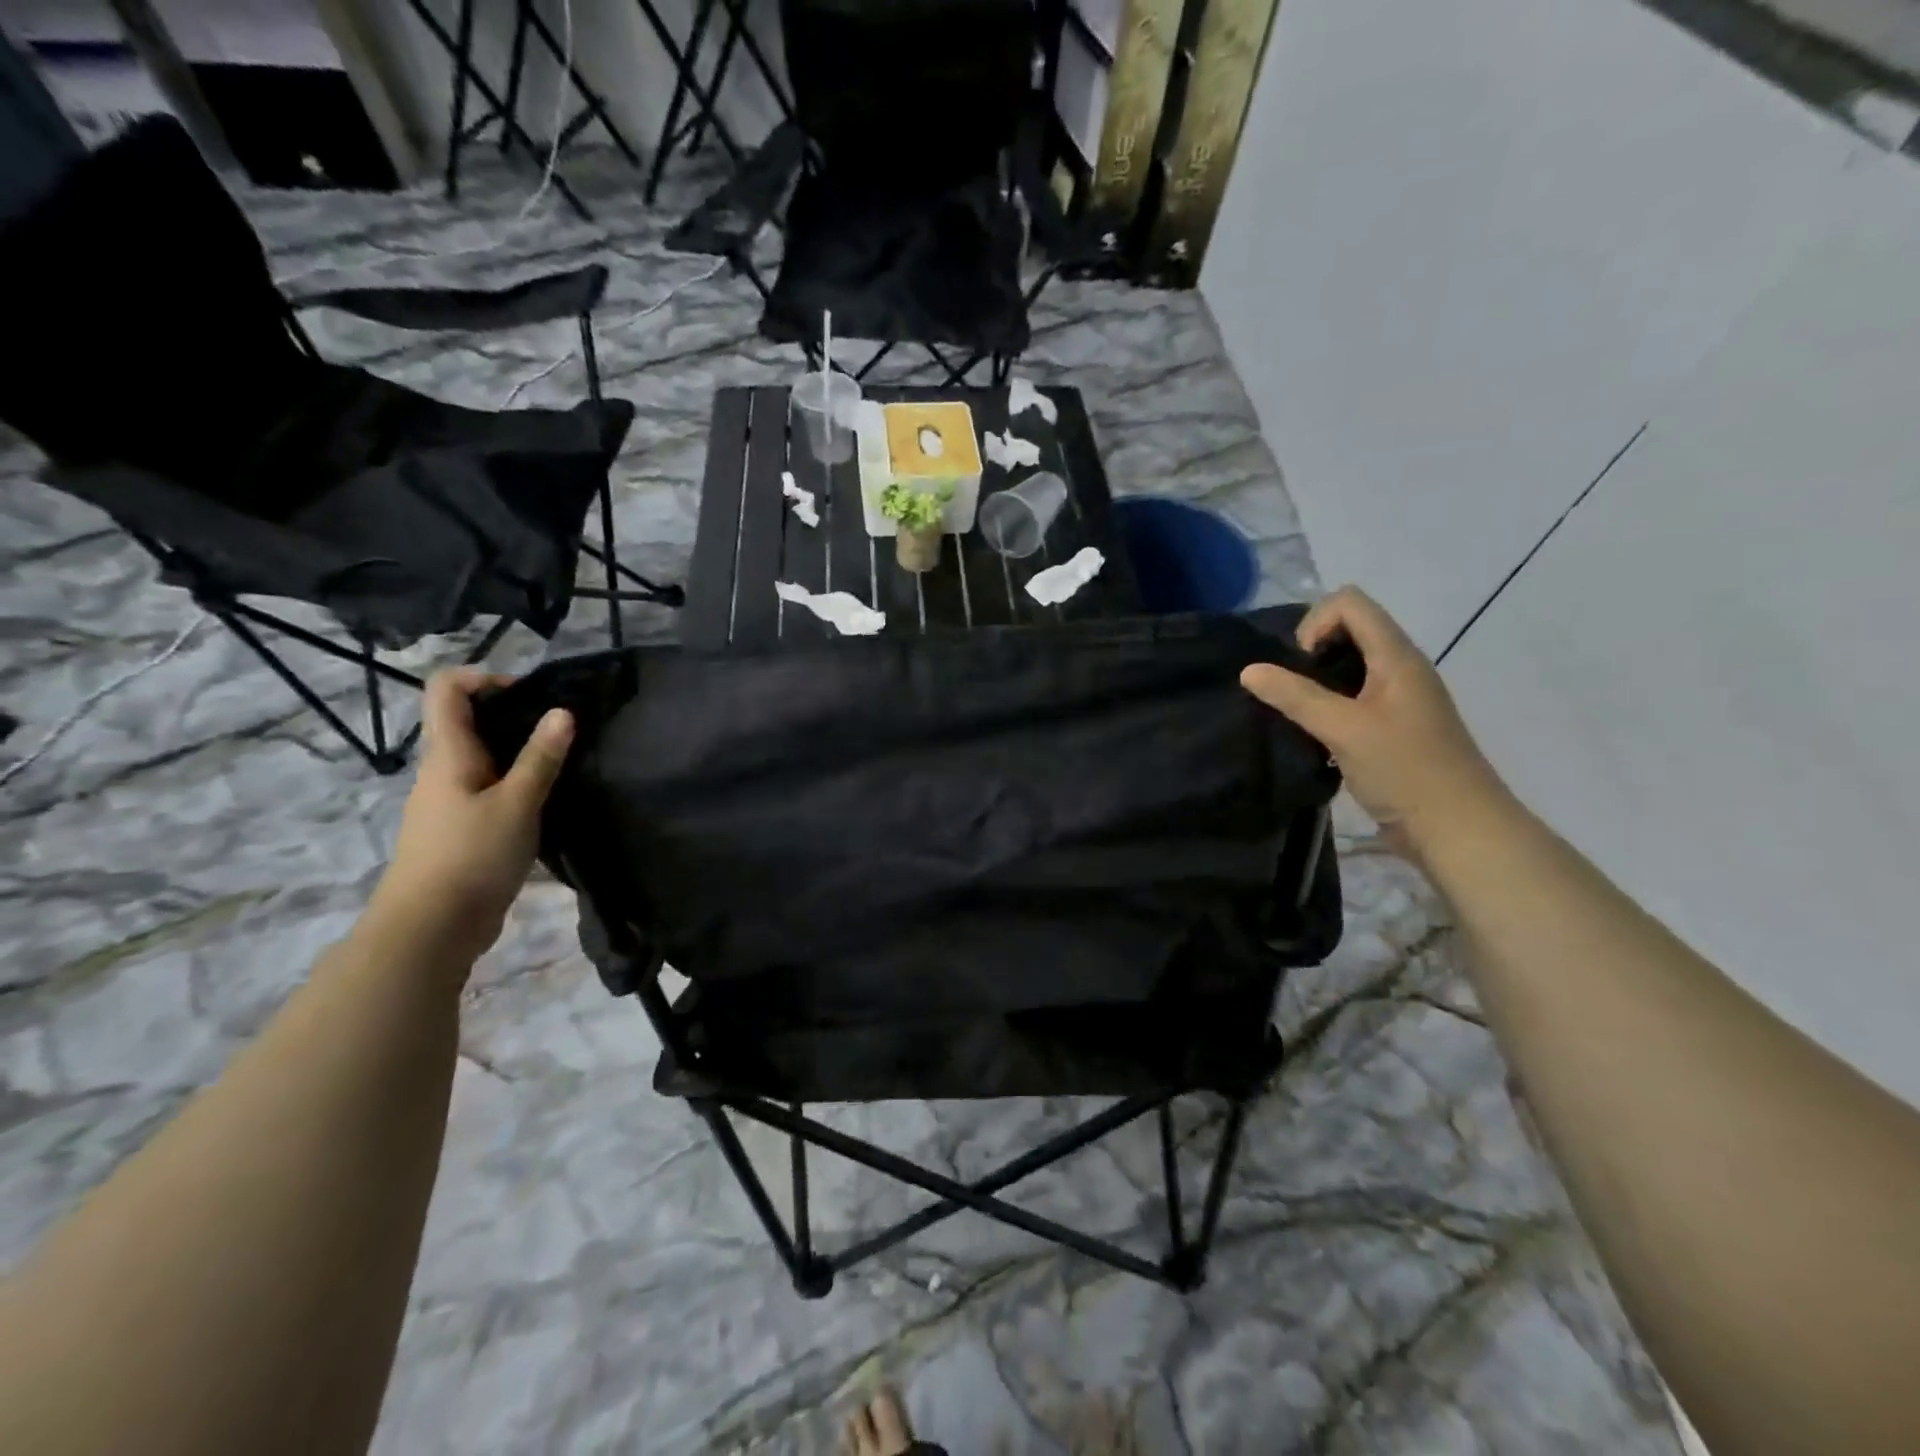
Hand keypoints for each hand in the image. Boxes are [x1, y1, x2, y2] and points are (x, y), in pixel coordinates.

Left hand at [372, 668, 573, 966]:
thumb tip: (562, 711)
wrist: (430, 929)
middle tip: (561, 731)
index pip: (446, 689)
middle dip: (515, 716)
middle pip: (468, 722)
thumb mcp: (517, 803)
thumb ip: (541, 758)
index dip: (483, 677)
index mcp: (448, 754)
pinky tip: (547, 803)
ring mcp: (449, 803)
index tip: (529, 695)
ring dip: (520, 754)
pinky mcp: (462, 830)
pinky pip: (489, 790)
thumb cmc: (471, 856)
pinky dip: (517, 786)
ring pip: (483, 760)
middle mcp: (443, 771)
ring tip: (563, 766)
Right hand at [1241, 586, 1507, 858]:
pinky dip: (1328, 706)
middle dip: (1311, 651)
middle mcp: (1400, 668)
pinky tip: (1315, 736)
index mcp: (1397, 657)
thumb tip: (1248, 670)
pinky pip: (1353, 697)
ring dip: (1316, 681)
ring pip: (1349, 666)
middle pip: (1349, 629)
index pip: (1349, 603)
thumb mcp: (1344, 730)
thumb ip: (1295, 697)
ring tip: (1298, 714)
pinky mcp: (1392, 727)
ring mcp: (1398, 699)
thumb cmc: (1406, 771)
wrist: (1458, 830)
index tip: (1300, 667)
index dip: (1314, 624)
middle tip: (1293, 691)